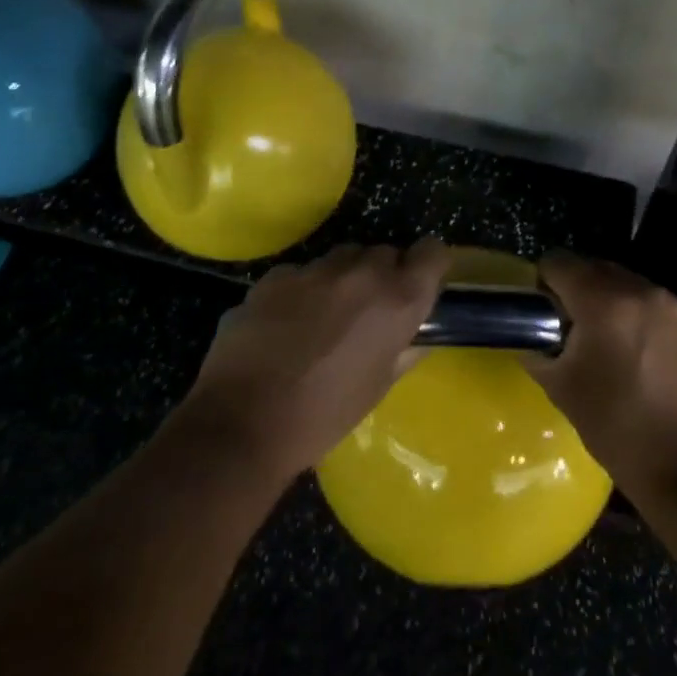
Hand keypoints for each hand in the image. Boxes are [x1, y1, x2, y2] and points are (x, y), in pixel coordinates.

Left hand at [175, 240, 452, 483]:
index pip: (432, 252)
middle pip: (384, 252)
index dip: (429, 264)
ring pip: (342, 258)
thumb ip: (405, 350)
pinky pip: (302, 272)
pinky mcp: (276, 275)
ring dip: (343, 278)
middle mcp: (361, 273)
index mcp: (396, 300)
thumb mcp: (378, 387)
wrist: (244, 422)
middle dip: (383, 275)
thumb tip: (417, 335)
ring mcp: (314, 269)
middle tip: (369, 311)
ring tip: (326, 316)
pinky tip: (287, 323)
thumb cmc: (324, 416)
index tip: (420, 282)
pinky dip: (303, 289)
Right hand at [522, 252, 676, 496]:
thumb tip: (530, 336)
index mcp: (605, 302)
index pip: (558, 263)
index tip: (539, 314)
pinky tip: (630, 354)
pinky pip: (648, 302)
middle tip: (564, 330)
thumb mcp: (563, 390)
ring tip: (599, 344)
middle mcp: (641, 290)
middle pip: (592, 268)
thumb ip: (539, 350)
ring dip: (604, 300)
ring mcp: (671, 305)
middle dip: (573, 290)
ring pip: (622, 283)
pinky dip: (630, 314)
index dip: (541, 284)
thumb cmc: (620, 431)